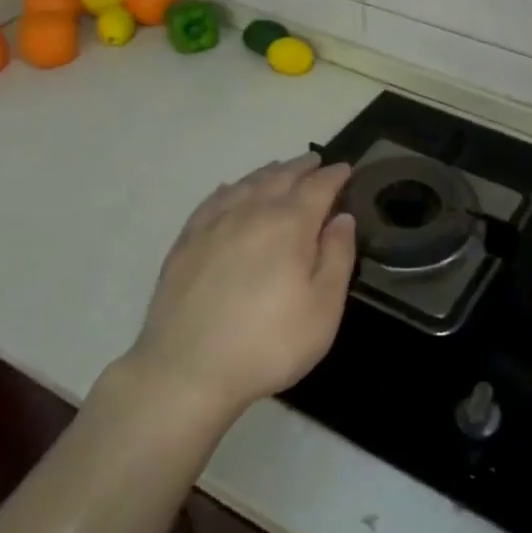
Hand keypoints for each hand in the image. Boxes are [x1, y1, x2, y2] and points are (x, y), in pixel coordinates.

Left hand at [127, 153, 356, 423]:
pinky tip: (230, 190)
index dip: (334, 176)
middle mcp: (252, 212)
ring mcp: (214, 224)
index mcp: (290, 224)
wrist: (185, 371)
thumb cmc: (267, 344)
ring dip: (268, 173)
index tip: (345, 169)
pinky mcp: (186, 242)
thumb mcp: (322, 309)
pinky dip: (229, 189)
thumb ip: (337, 257)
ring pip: (246, 184)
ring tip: (280, 169)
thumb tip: (342, 218)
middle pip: (281, 177)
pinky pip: (213, 200)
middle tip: (315, 161)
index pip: (318, 187)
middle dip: (302, 167)